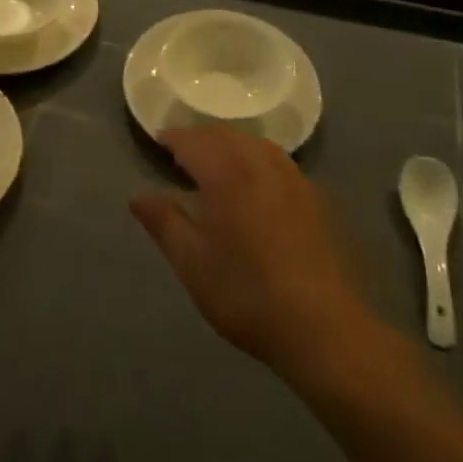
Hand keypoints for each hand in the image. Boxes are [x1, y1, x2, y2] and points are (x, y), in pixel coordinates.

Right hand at [131, 124, 376, 381]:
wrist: (323, 327)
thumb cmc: (246, 294)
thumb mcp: (192, 263)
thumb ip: (164, 222)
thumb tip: (139, 196)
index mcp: (226, 173)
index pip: (193, 140)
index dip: (172, 137)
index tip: (157, 141)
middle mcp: (260, 163)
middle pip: (225, 134)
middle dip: (200, 136)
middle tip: (181, 150)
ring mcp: (293, 177)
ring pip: (254, 143)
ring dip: (229, 143)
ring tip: (214, 160)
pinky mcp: (314, 195)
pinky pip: (277, 160)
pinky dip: (255, 157)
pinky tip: (254, 181)